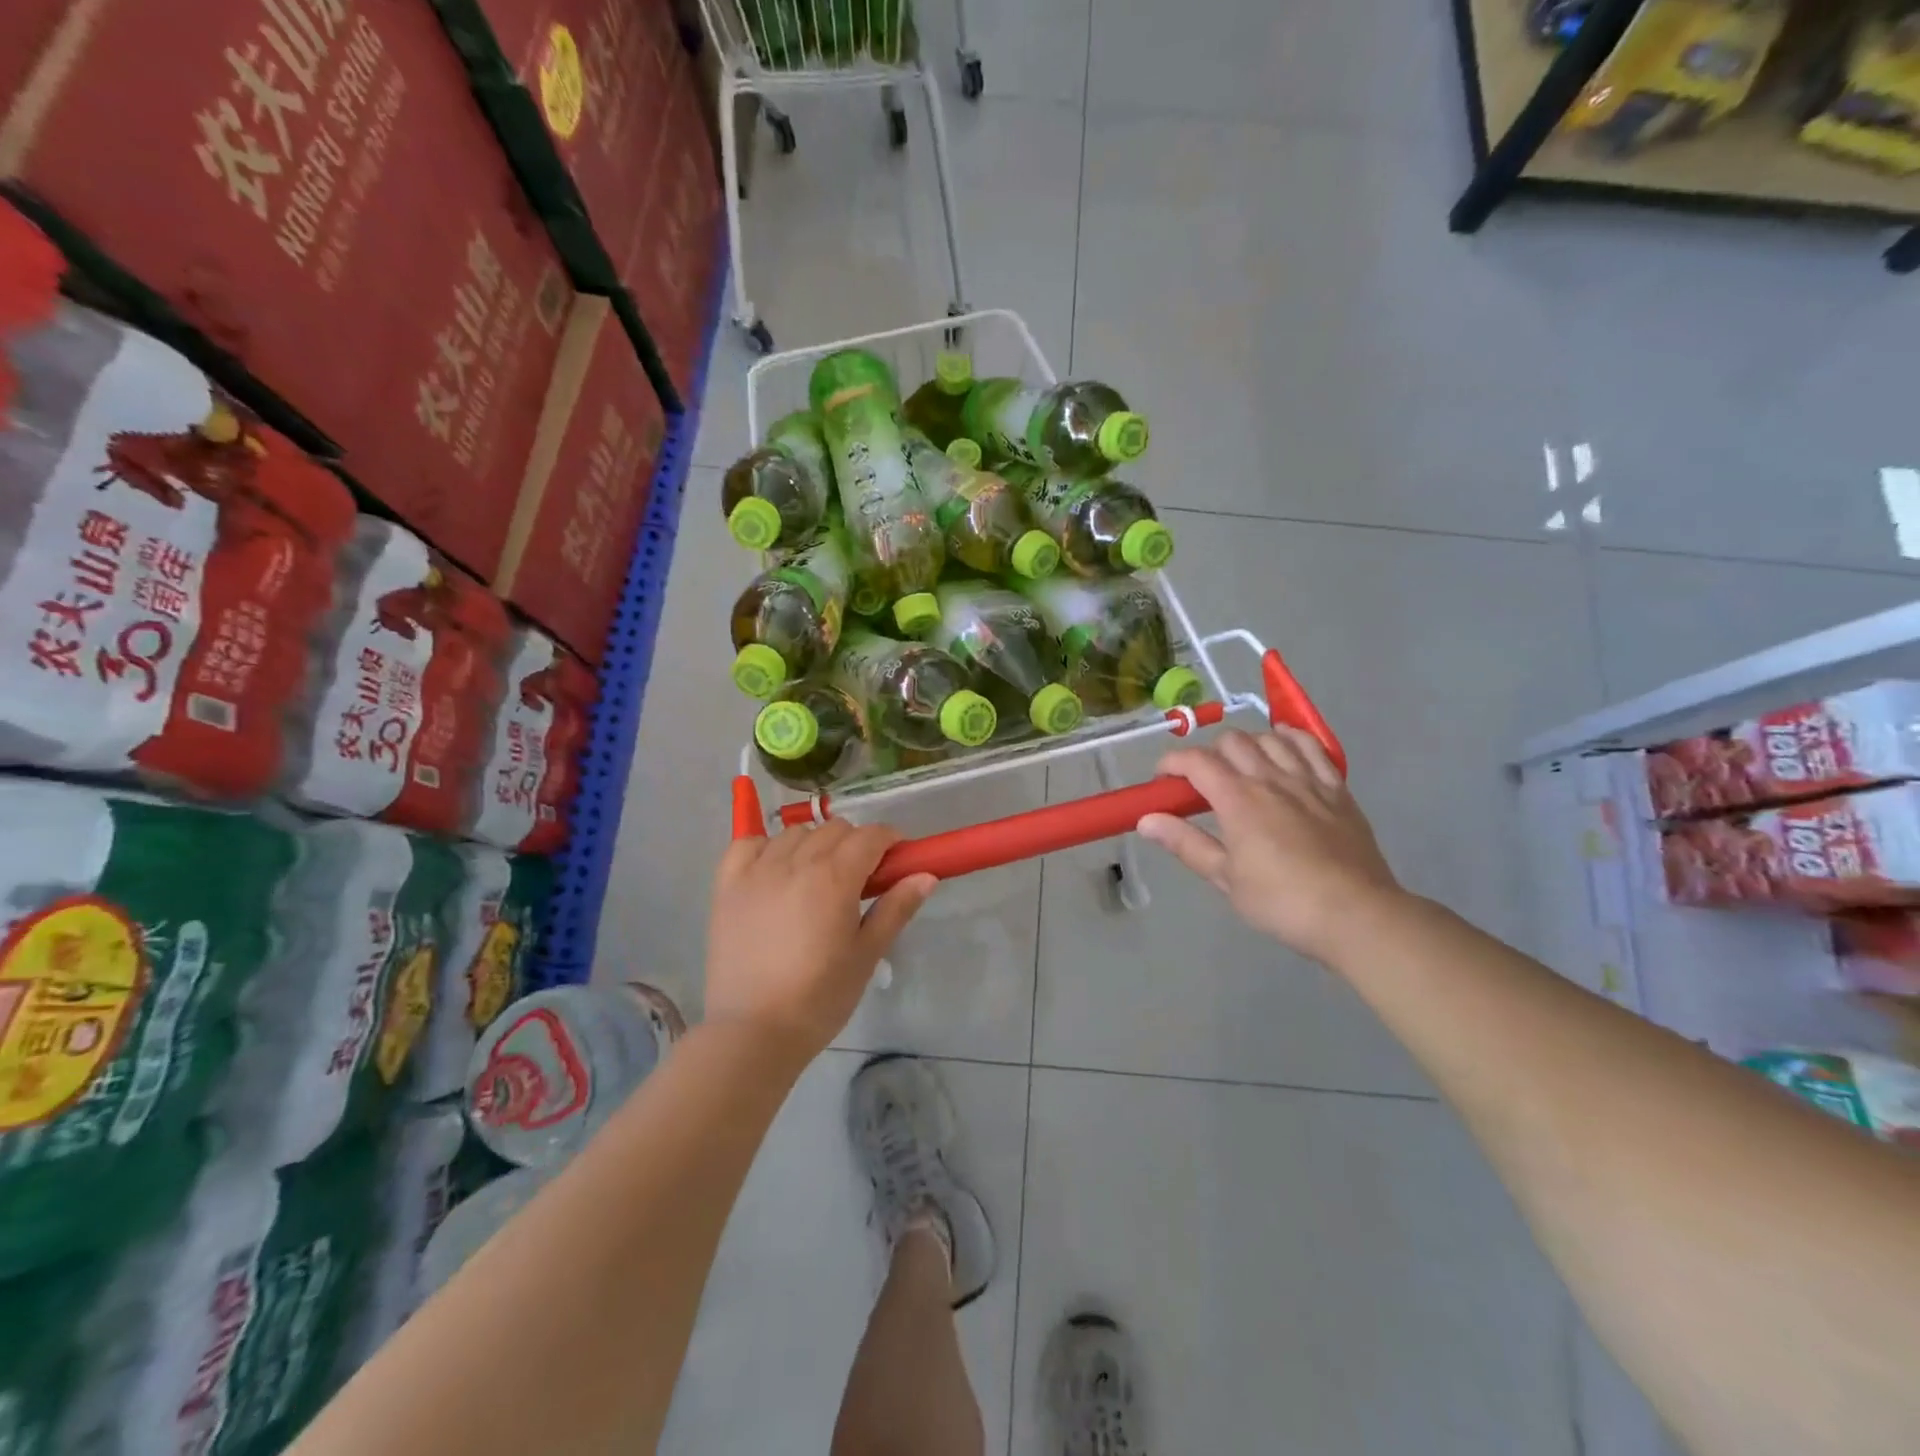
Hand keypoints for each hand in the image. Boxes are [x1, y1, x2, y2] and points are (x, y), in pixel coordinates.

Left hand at [705, 820, 936, 1060]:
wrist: (752, 1031)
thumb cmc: (819, 998)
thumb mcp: (866, 955)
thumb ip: (895, 909)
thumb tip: (926, 875)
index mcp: (835, 877)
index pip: (871, 836)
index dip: (890, 841)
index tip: (896, 861)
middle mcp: (795, 862)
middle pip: (834, 829)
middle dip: (855, 844)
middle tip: (860, 879)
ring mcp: (756, 871)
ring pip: (794, 833)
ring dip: (814, 844)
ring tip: (816, 879)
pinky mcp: (727, 885)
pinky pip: (748, 844)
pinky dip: (767, 847)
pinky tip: (775, 871)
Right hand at [1138, 727, 1404, 963]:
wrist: (1355, 914)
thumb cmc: (1281, 902)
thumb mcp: (1225, 878)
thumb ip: (1186, 843)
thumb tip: (1147, 820)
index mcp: (1238, 800)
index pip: (1196, 761)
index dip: (1172, 762)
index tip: (1162, 779)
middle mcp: (1270, 778)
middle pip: (1233, 741)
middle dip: (1209, 753)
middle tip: (1202, 780)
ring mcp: (1308, 780)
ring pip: (1271, 738)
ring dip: (1248, 744)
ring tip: (1241, 765)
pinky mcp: (1337, 789)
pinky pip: (1312, 747)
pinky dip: (1291, 739)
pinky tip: (1283, 746)